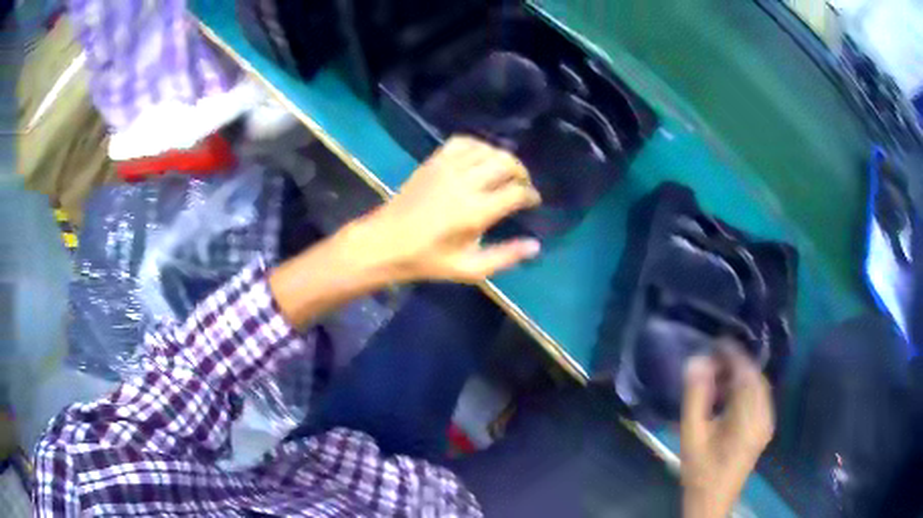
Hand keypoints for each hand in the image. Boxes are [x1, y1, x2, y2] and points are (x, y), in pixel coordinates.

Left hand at [360, 136, 541, 281]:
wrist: (385, 243)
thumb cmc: (427, 260)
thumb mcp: (469, 269)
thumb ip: (505, 257)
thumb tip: (535, 245)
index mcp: (476, 212)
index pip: (516, 192)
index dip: (530, 195)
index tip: (533, 201)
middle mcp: (465, 183)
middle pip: (506, 163)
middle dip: (521, 172)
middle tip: (521, 185)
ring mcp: (447, 168)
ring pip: (487, 149)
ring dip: (502, 157)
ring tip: (504, 171)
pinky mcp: (433, 162)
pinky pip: (462, 142)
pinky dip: (477, 145)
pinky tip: (480, 157)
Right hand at [681, 343, 774, 517]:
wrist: (712, 501)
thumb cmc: (700, 471)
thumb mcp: (692, 435)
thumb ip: (695, 397)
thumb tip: (696, 361)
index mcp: (751, 417)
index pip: (747, 374)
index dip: (733, 354)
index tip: (715, 342)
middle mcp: (764, 415)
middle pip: (754, 378)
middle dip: (735, 364)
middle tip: (711, 359)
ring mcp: (766, 422)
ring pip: (756, 387)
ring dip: (738, 377)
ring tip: (715, 376)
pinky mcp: (762, 428)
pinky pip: (757, 398)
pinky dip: (742, 390)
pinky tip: (725, 396)